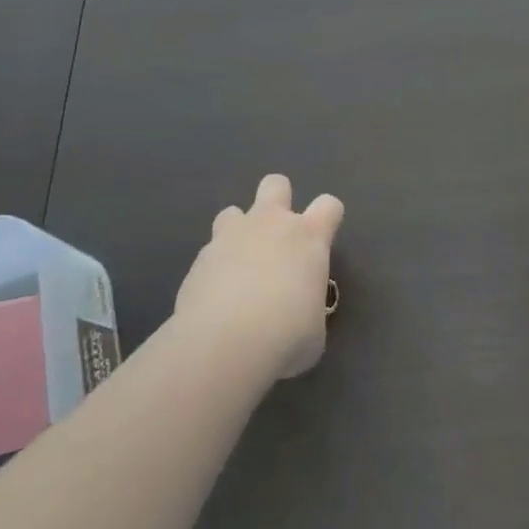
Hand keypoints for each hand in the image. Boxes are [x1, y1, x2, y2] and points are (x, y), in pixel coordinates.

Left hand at [174, 174, 343, 379]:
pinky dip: (213, 270)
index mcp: (309, 237)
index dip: (328, 219)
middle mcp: (270, 224)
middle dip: (277, 201)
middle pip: (276, 184)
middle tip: (275, 238)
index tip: (322, 241)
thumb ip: (307, 307)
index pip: (329, 205)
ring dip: (237, 233)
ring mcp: (231, 236)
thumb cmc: (287, 336)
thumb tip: (297, 315)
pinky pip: (209, 253)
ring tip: (237, 267)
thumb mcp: (314, 329)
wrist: (226, 344)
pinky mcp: (199, 259)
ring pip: (233, 212)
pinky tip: (214, 299)